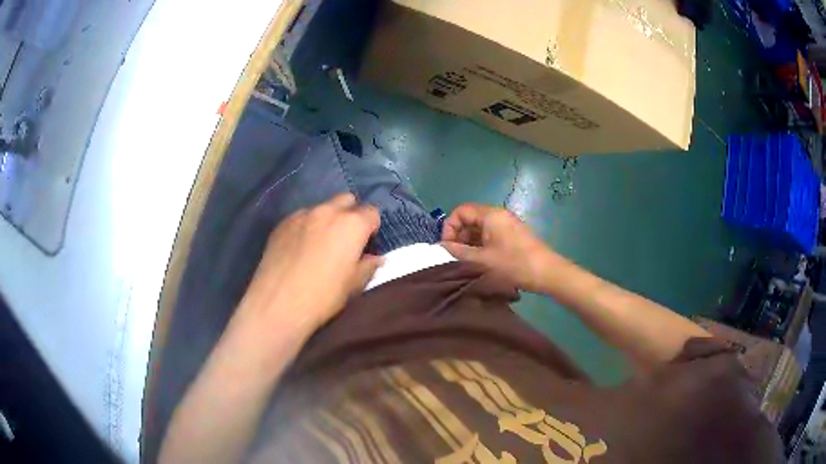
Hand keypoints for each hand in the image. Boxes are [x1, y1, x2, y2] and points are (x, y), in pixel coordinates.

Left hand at [240, 193, 381, 330]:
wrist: (278, 304)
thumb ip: (368, 266)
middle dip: (351, 214)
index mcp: (352, 224)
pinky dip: (307, 226)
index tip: (366, 244)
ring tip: (320, 243)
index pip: (372, 212)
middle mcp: (327, 211)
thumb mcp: (354, 285)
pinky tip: (300, 248)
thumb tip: (375, 257)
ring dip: (327, 219)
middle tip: (346, 239)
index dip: (372, 228)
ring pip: (322, 207)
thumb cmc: (323, 297)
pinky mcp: (282, 223)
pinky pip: (301, 217)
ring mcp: (302, 214)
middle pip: (346, 200)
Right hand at [441, 204, 556, 291]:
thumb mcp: (482, 260)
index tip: (448, 247)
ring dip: (470, 242)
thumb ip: (458, 252)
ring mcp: (507, 224)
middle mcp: (498, 214)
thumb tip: (440, 247)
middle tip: (457, 257)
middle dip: (459, 236)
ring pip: (480, 228)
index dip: (450, 228)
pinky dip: (481, 245)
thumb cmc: (513, 264)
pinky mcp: (513, 234)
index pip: (461, 211)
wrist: (547, 272)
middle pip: (470, 218)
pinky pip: (490, 234)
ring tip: (468, 262)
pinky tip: (481, 262)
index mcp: (490, 215)